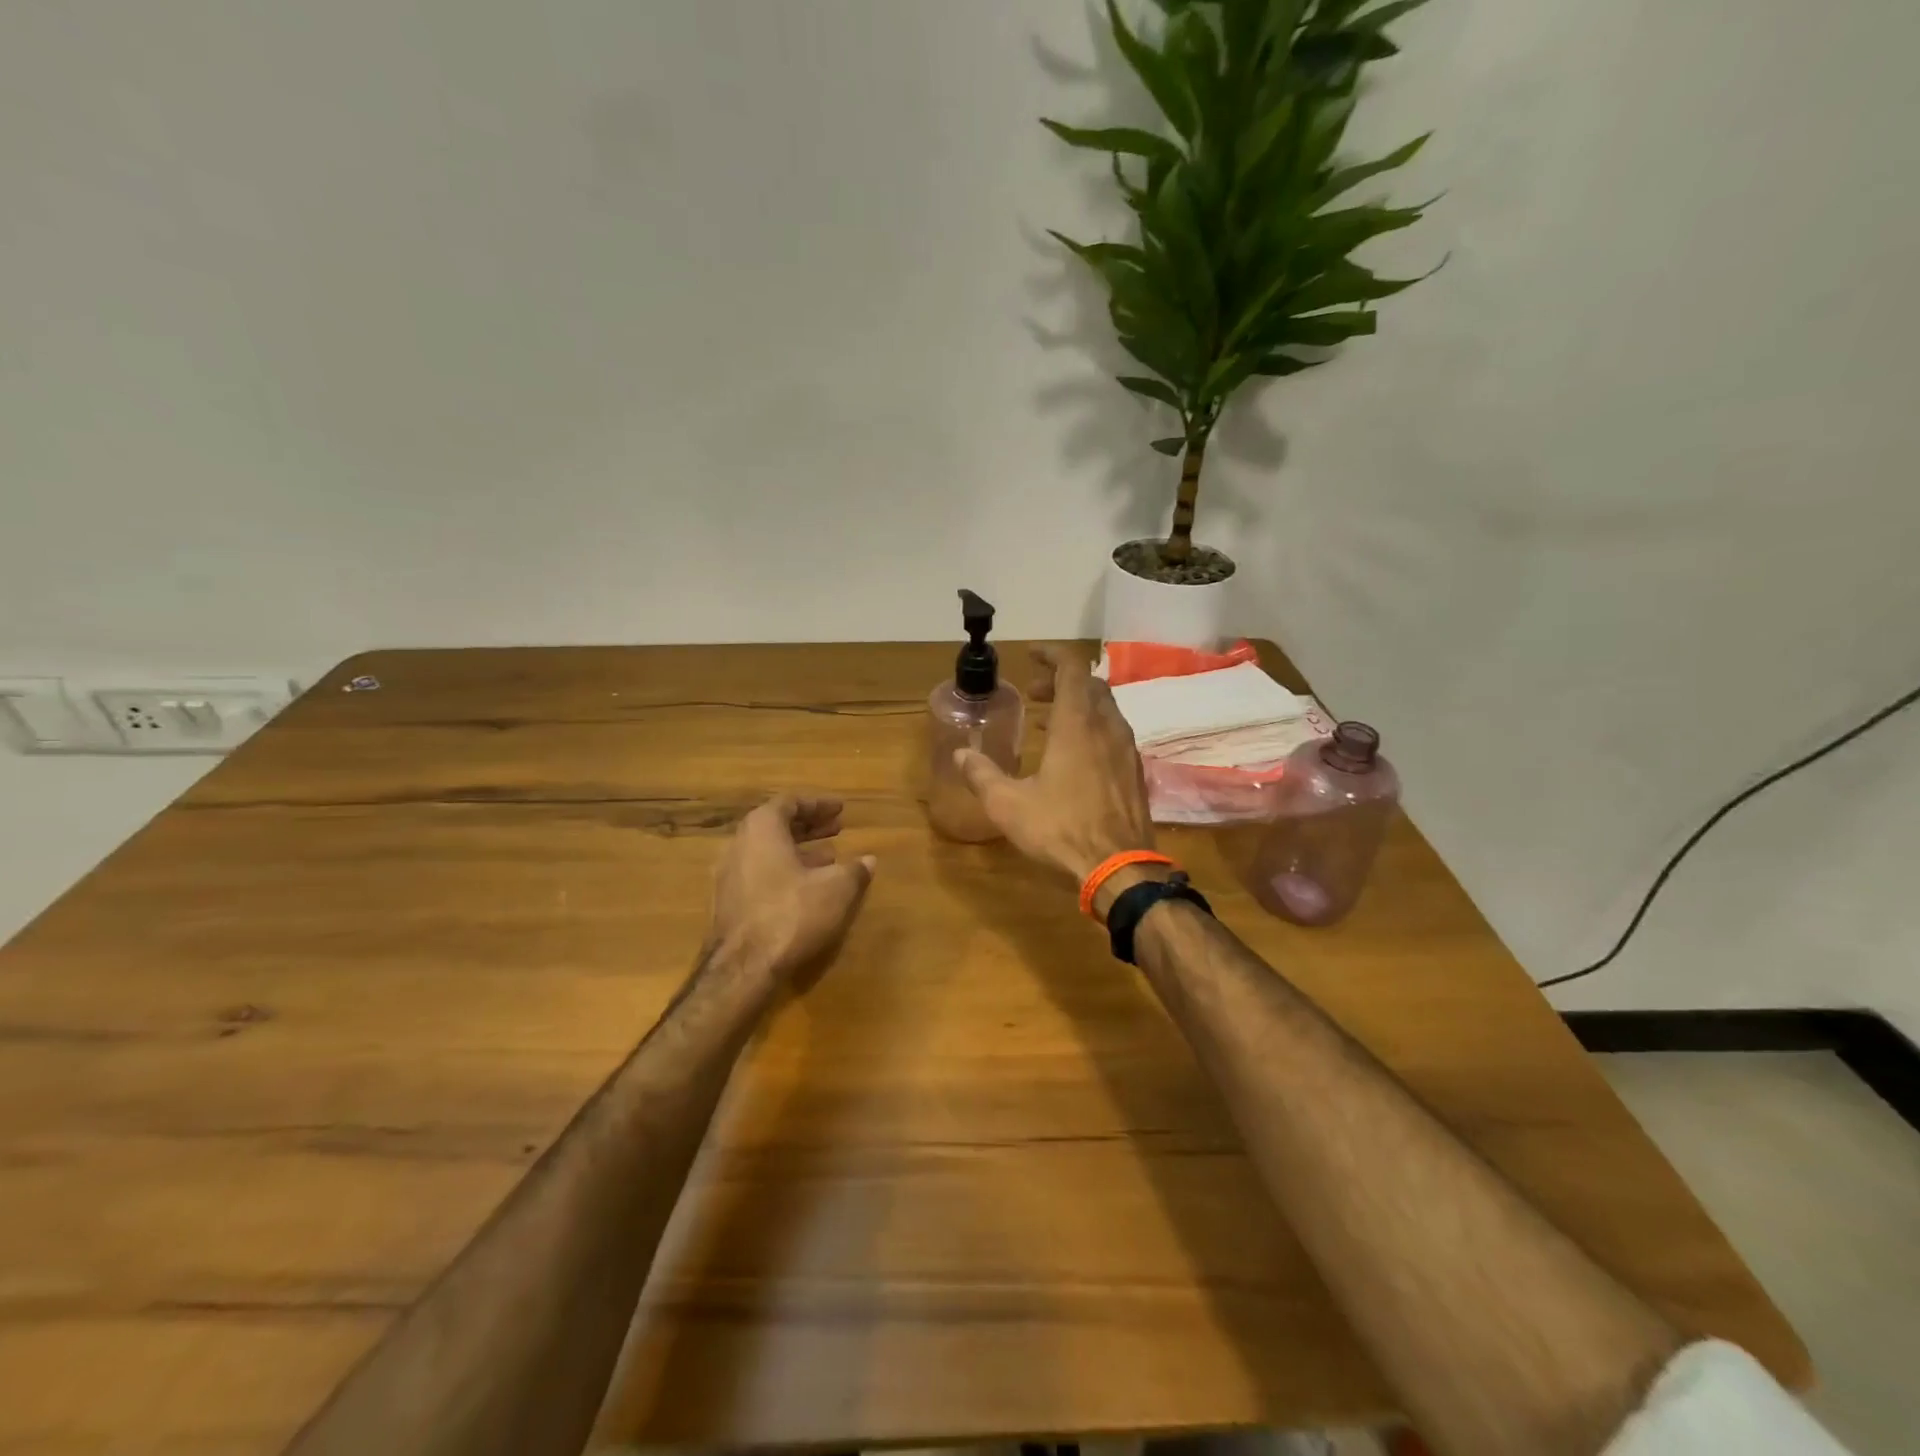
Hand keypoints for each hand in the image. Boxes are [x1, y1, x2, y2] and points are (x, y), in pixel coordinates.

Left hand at [705, 794, 875, 988]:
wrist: (743, 967)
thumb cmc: (792, 913)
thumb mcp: (836, 889)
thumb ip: (854, 870)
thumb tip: (869, 860)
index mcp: (762, 828)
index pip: (790, 802)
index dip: (818, 804)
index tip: (840, 809)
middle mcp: (740, 844)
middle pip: (776, 825)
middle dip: (809, 826)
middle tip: (838, 828)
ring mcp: (730, 874)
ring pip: (768, 851)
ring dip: (799, 850)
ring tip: (830, 857)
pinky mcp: (729, 902)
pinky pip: (761, 873)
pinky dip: (786, 871)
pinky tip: (808, 887)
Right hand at [953, 644, 1157, 904]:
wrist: (1120, 867)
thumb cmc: (1061, 828)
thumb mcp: (1008, 804)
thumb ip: (981, 775)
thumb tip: (959, 754)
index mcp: (1076, 724)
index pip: (1071, 668)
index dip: (1052, 654)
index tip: (1031, 655)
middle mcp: (1106, 727)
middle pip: (1089, 685)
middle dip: (1060, 681)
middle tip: (1033, 694)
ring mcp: (1126, 749)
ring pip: (1105, 709)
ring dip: (1077, 705)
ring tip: (1048, 723)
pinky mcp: (1135, 772)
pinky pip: (1114, 733)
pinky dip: (1092, 728)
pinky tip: (1075, 756)